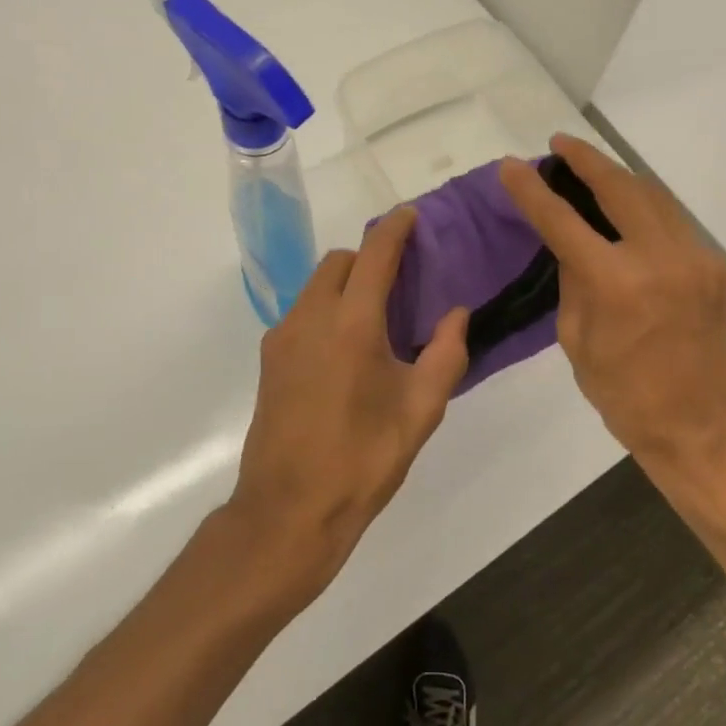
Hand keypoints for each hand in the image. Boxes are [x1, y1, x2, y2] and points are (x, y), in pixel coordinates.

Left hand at [229, 207, 469, 599]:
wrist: (289, 510)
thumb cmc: (363, 459)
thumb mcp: (421, 410)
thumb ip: (445, 353)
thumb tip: (455, 314)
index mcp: (351, 323)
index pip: (374, 255)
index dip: (394, 229)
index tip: (411, 216)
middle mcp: (310, 318)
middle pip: (338, 263)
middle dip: (369, 258)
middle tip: (401, 279)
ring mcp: (282, 338)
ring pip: (315, 286)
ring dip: (346, 284)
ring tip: (376, 315)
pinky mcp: (270, 360)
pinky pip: (302, 313)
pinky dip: (327, 309)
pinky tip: (347, 348)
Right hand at [499, 135, 725, 484]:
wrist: (698, 424)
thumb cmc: (622, 392)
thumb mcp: (575, 337)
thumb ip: (572, 279)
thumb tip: (570, 240)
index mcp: (617, 284)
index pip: (563, 221)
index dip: (532, 191)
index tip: (511, 166)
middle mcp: (661, 259)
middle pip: (620, 186)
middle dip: (586, 159)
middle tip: (558, 145)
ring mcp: (696, 259)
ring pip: (653, 195)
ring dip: (618, 176)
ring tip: (588, 166)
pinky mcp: (715, 267)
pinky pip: (673, 223)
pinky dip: (644, 208)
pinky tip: (625, 210)